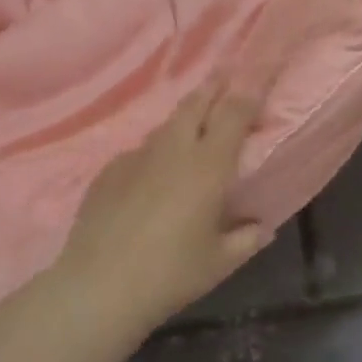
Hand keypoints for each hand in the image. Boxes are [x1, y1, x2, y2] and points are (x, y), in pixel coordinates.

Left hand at [55, 84, 265, 324]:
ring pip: (166, 126)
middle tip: (226, 75)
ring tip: (194, 122)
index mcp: (208, 166)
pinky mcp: (108, 171)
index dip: (249, 90)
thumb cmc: (170, 274)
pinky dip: (155, 153)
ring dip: (184, 119)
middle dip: (214, 86)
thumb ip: (246, 239)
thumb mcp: (220, 262)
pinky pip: (139, 152)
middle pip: (196, 104)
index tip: (259, 76)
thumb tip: (262, 227)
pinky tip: (153, 175)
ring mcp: (136, 157)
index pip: (234, 113)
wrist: (99, 286)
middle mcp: (173, 150)